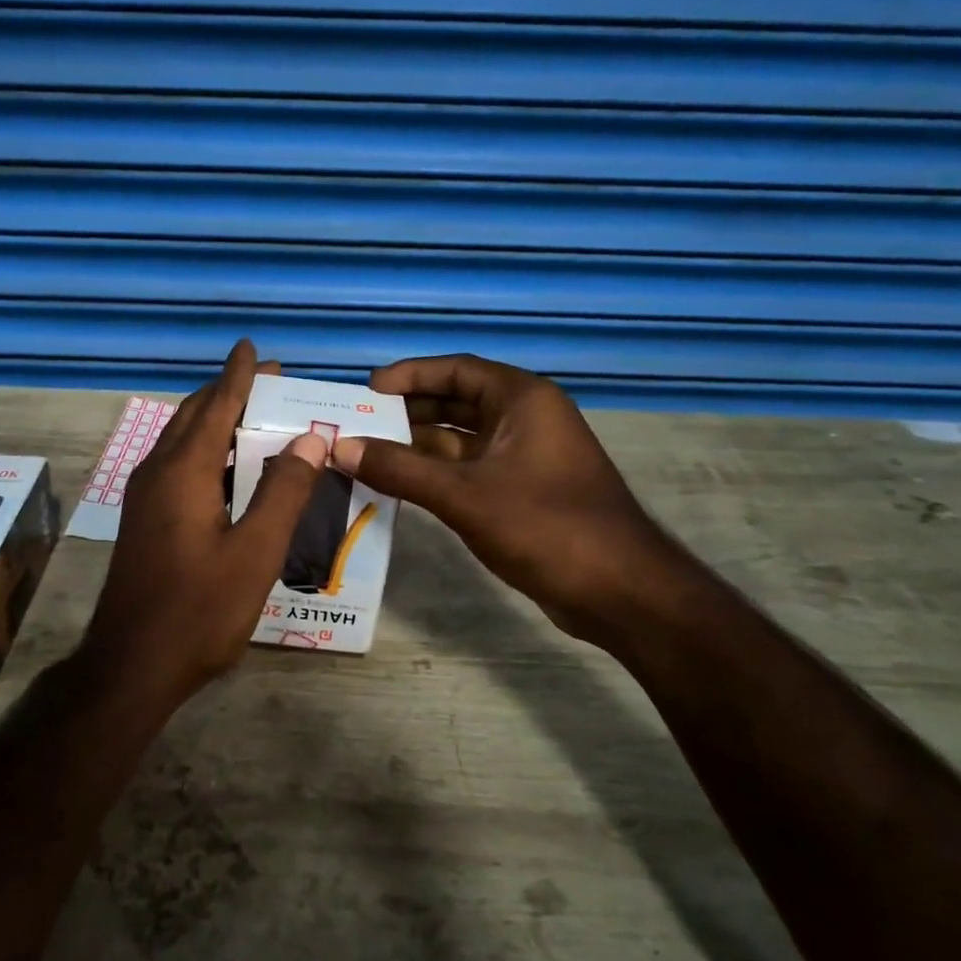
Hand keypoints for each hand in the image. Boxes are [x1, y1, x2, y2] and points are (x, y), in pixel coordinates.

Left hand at [80, 342, 328, 700]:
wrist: (131, 666)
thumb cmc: (198, 610)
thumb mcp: (255, 553)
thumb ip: (283, 493)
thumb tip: (309, 440)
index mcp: (184, 472)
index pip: (216, 406)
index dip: (239, 376)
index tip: (253, 348)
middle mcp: (158, 473)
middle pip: (194, 416)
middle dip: (229, 393)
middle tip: (270, 382)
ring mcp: (146, 497)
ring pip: (183, 441)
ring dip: (216, 421)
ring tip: (256, 415)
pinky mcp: (145, 520)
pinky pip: (178, 465)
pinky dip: (207, 451)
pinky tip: (231, 469)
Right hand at [331, 354, 679, 645]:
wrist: (619, 591)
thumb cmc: (545, 526)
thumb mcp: (464, 494)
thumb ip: (401, 469)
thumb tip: (341, 448)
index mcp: (522, 399)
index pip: (456, 370)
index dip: (409, 375)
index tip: (366, 391)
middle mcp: (526, 419)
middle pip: (457, 402)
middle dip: (408, 412)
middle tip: (359, 425)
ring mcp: (526, 457)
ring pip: (461, 439)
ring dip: (418, 445)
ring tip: (367, 454)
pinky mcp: (524, 491)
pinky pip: (470, 469)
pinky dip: (436, 473)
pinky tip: (400, 485)